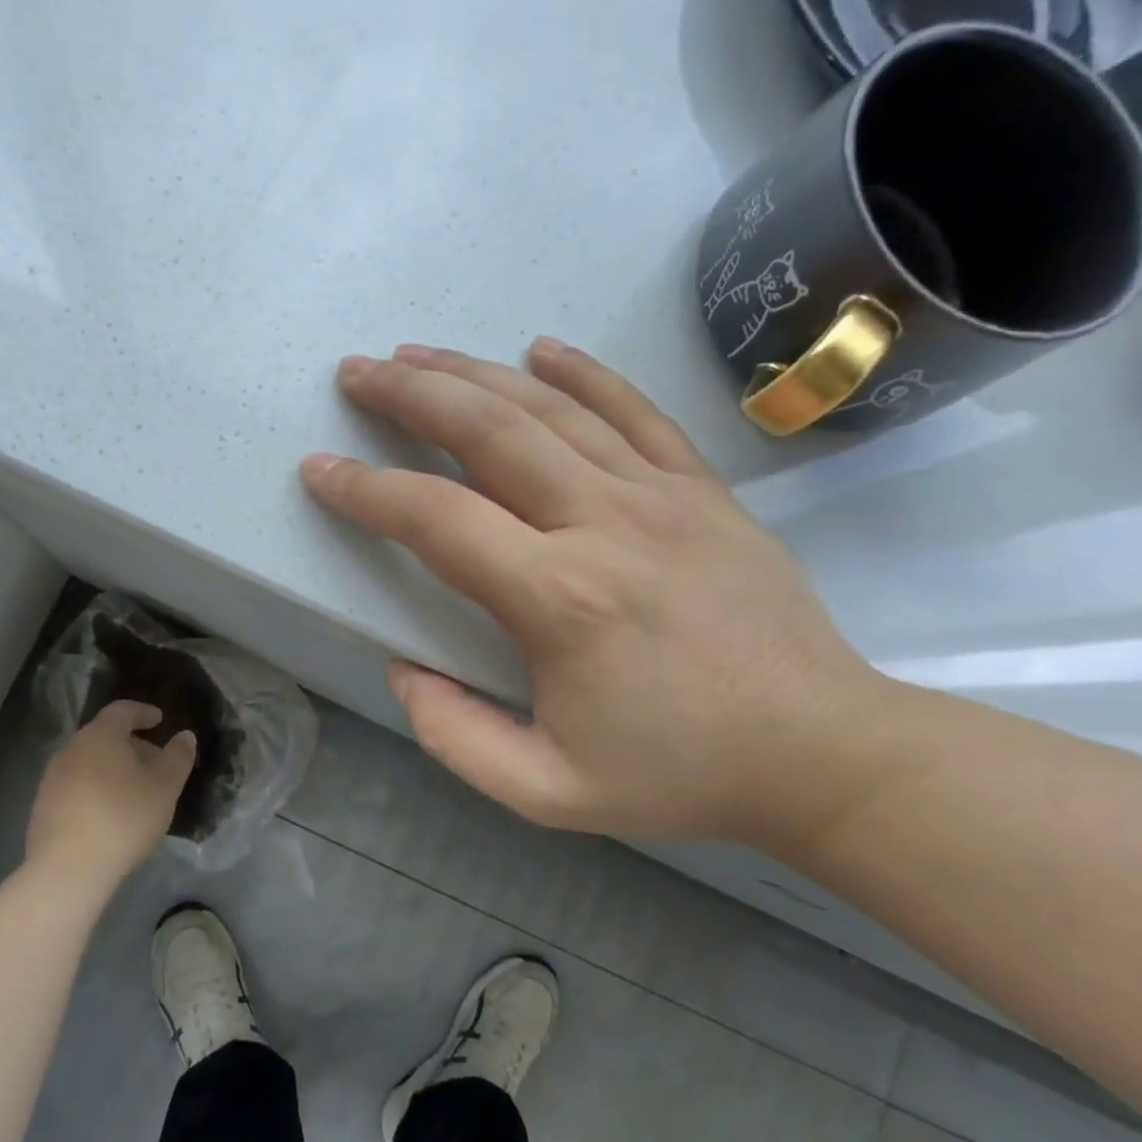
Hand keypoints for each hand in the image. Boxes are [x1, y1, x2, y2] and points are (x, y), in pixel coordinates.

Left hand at [25, 701, 196, 891]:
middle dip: (131, 744)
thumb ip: (177, 757)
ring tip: (134, 791)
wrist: (67, 870)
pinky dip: (96, 788)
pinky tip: (109, 813)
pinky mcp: (43, 806)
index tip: (159, 720)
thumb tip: (184, 736)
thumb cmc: (123, 819)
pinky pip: (76, 785)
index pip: (122, 710)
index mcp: (100, 736)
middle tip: (154, 762)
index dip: (143, 712)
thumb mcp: (164, 788)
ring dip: (112, 768)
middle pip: (104, 736)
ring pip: (89, 761)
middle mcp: (71, 749)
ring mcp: (52, 778)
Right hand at [299, 340, 901, 854]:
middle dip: (409, 393)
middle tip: (357, 372)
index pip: (436, 518)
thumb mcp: (546, 792)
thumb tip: (405, 669)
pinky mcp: (703, 489)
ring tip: (417, 352)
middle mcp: (604, 523)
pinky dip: (581, 372)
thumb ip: (454, 736)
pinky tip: (538, 349)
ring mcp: (661, 496)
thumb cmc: (678, 774)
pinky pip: (634, 410)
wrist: (821, 753)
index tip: (320, 470)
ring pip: (550, 408)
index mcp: (559, 599)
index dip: (365, 490)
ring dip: (473, 372)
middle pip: (487, 430)